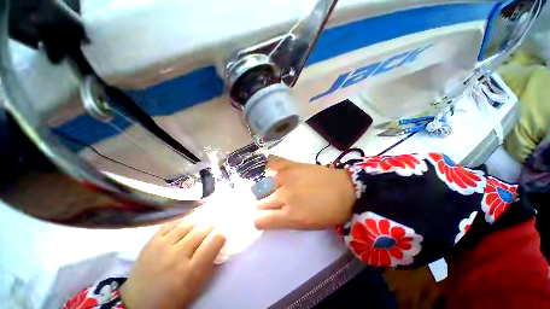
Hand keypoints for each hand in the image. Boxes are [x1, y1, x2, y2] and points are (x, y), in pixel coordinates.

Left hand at [120, 220, 225, 308]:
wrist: (138, 302)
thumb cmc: (172, 298)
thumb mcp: (195, 287)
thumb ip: (209, 263)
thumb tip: (218, 242)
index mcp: (191, 271)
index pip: (215, 241)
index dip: (221, 236)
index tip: (219, 237)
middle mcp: (178, 256)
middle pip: (203, 228)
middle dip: (210, 228)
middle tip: (209, 233)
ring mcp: (162, 246)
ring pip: (188, 223)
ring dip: (197, 224)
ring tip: (195, 229)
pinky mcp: (151, 241)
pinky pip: (171, 223)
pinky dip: (181, 221)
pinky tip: (183, 226)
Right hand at [254, 156, 355, 229]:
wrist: (345, 190)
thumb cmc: (328, 212)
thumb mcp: (306, 225)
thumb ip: (283, 221)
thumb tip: (268, 216)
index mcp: (290, 216)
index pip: (259, 220)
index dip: (260, 219)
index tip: (265, 217)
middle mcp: (284, 196)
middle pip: (260, 203)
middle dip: (263, 206)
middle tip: (273, 204)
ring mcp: (286, 178)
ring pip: (263, 186)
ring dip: (267, 190)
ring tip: (278, 188)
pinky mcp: (291, 165)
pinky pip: (273, 162)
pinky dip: (271, 166)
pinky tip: (274, 169)